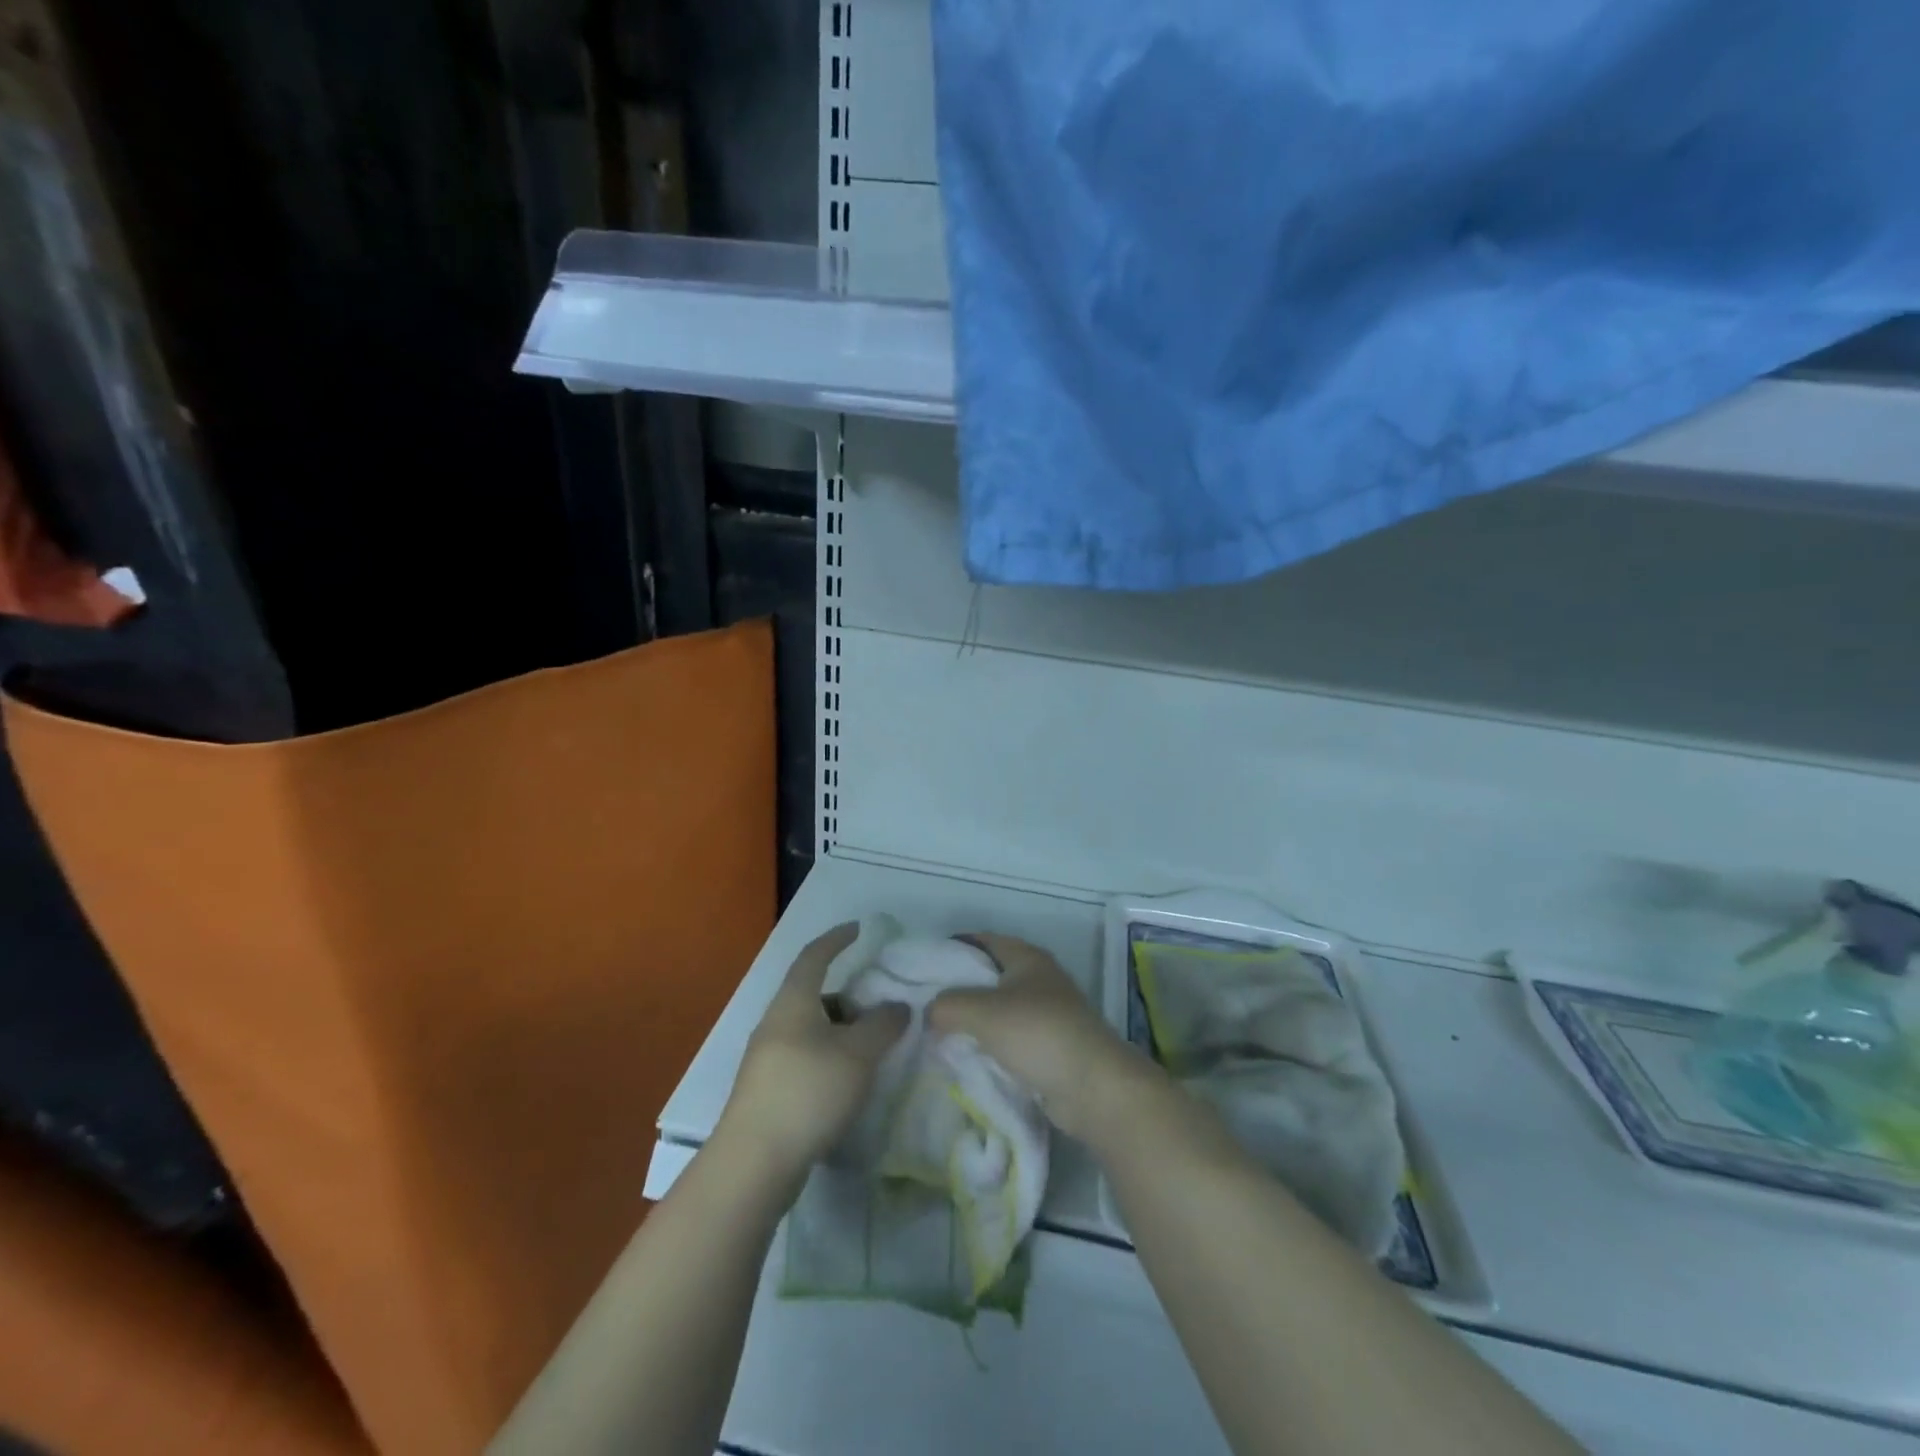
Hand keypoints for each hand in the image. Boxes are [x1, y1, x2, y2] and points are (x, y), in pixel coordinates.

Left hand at [722, 923, 909, 1176]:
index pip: (814, 956)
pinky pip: (805, 1058)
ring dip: (840, 1032)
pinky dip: (830, 1058)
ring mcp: (767, 1059)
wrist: (754, 1163)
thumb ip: (883, 1024)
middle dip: (848, 997)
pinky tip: (849, 1083)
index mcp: (793, 1002)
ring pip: (810, 1030)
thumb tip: (898, 1006)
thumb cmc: (808, 1092)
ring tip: (871, 1051)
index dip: (836, 939)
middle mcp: (775, 1023)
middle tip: (879, 1008)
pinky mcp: (767, 1092)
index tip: (858, 929)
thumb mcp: (858, 1053)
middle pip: (814, 995)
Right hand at [928, 934, 1149, 1141]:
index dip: (953, 948)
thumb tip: (929, 1011)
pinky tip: (966, 1058)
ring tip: (937, 1035)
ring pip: (998, 1010)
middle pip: (989, 976)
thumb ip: (948, 1004)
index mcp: (1027, 957)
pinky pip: (1009, 1039)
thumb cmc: (1038, 1034)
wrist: (1093, 1087)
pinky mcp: (1049, 1047)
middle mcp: (1038, 979)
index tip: (922, 967)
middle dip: (958, 989)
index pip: (982, 941)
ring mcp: (1046, 1014)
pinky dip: (989, 1045)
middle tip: (924, 1006)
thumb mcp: (983, 1012)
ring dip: (973, 1022)